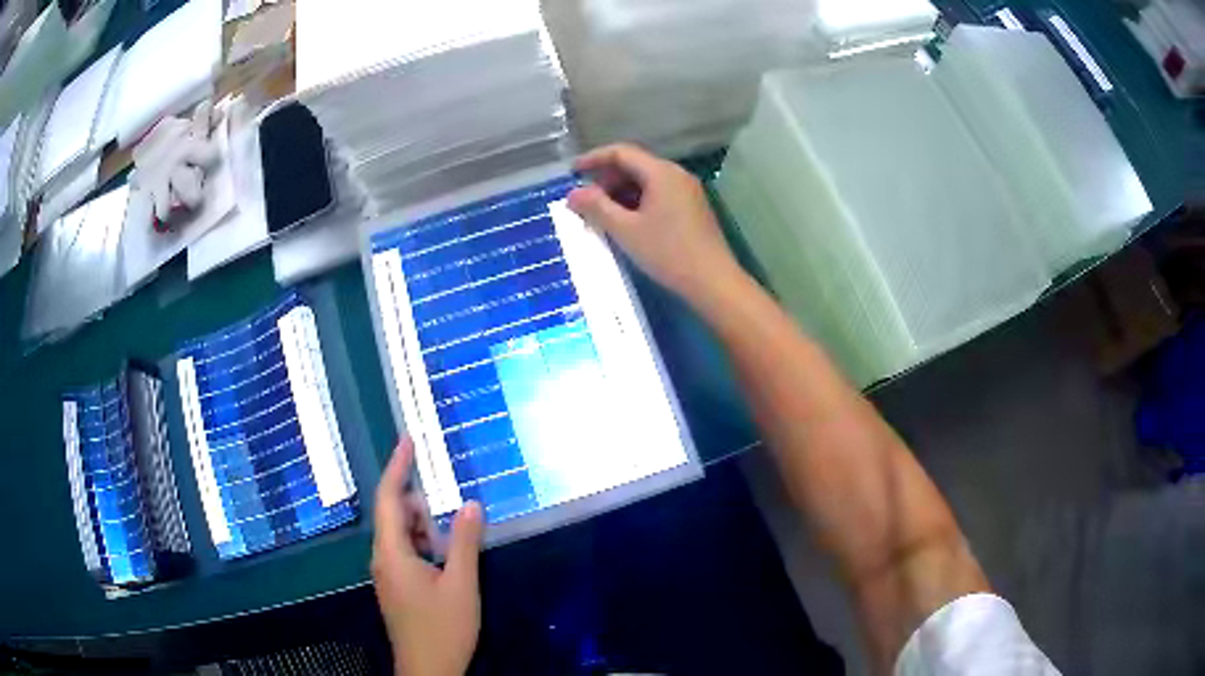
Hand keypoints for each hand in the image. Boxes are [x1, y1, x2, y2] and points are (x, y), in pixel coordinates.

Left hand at [372, 439, 483, 675]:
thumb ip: (464, 542)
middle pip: (395, 514)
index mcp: (392, 552)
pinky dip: (423, 545)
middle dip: (421, 505)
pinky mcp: (395, 586)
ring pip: (401, 535)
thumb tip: (470, 504)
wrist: (428, 670)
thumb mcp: (461, 584)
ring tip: (453, 543)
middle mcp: (382, 558)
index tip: (408, 439)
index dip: (398, 466)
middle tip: (452, 512)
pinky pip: (405, 551)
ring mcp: (387, 573)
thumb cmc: (443, 628)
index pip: (390, 498)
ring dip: (425, 528)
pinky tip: (446, 560)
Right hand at [567, 143, 744, 311]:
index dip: (594, 158)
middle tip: (586, 201)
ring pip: (647, 182)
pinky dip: (638, 202)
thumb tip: (572, 194)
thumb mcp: (625, 230)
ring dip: (621, 193)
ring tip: (603, 215)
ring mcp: (688, 192)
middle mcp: (677, 175)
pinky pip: (659, 195)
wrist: (713, 281)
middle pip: (635, 165)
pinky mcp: (693, 209)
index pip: (622, 152)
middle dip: (607, 179)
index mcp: (661, 173)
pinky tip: (628, 223)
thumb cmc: (667, 253)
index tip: (573, 172)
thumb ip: (596, 207)